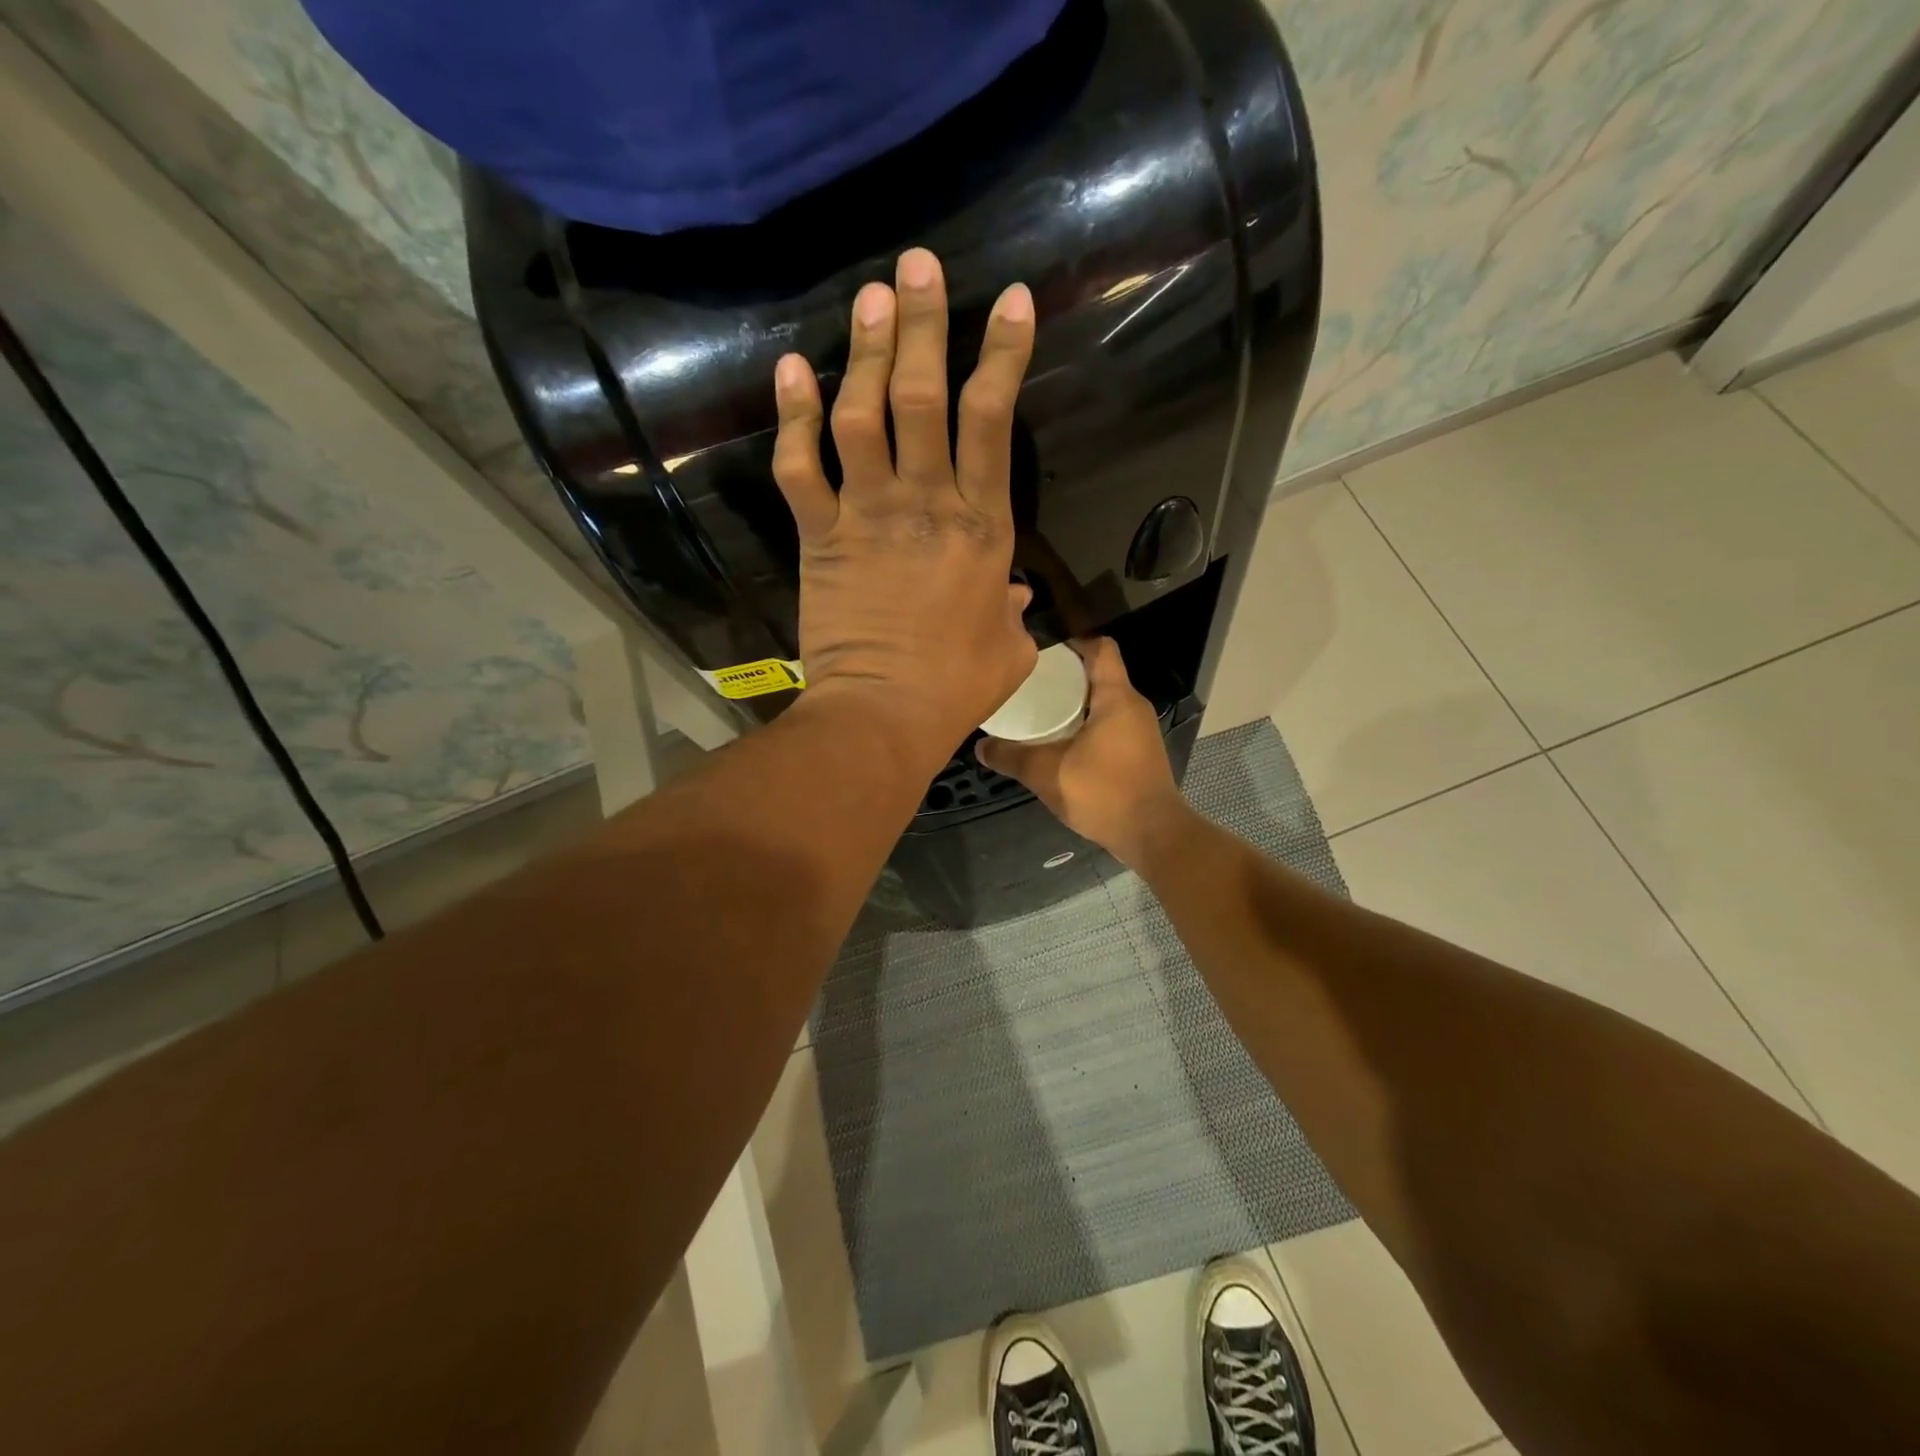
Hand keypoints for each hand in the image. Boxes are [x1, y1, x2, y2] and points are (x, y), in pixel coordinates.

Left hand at [770, 249, 1038, 753]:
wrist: (883, 717)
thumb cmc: (955, 689)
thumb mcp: (1009, 650)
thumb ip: (1014, 613)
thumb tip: (1014, 595)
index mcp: (982, 527)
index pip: (993, 421)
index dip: (1002, 354)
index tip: (1009, 300)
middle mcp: (926, 504)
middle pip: (924, 397)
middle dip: (922, 325)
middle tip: (916, 264)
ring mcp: (867, 516)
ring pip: (863, 416)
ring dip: (865, 352)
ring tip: (867, 295)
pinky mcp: (820, 537)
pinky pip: (800, 468)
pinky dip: (792, 418)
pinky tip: (791, 369)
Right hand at [975, 638, 1190, 867]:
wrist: (1152, 834)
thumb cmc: (1103, 792)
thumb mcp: (1047, 773)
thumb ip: (1011, 757)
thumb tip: (980, 746)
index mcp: (1116, 698)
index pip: (1100, 648)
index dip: (1072, 642)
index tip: (1041, 651)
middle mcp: (1133, 706)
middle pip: (1099, 674)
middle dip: (1065, 675)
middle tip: (1030, 682)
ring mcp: (1140, 730)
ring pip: (1104, 702)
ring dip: (1075, 703)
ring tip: (1040, 710)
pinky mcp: (1140, 752)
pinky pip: (1110, 724)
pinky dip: (1086, 724)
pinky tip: (1061, 742)